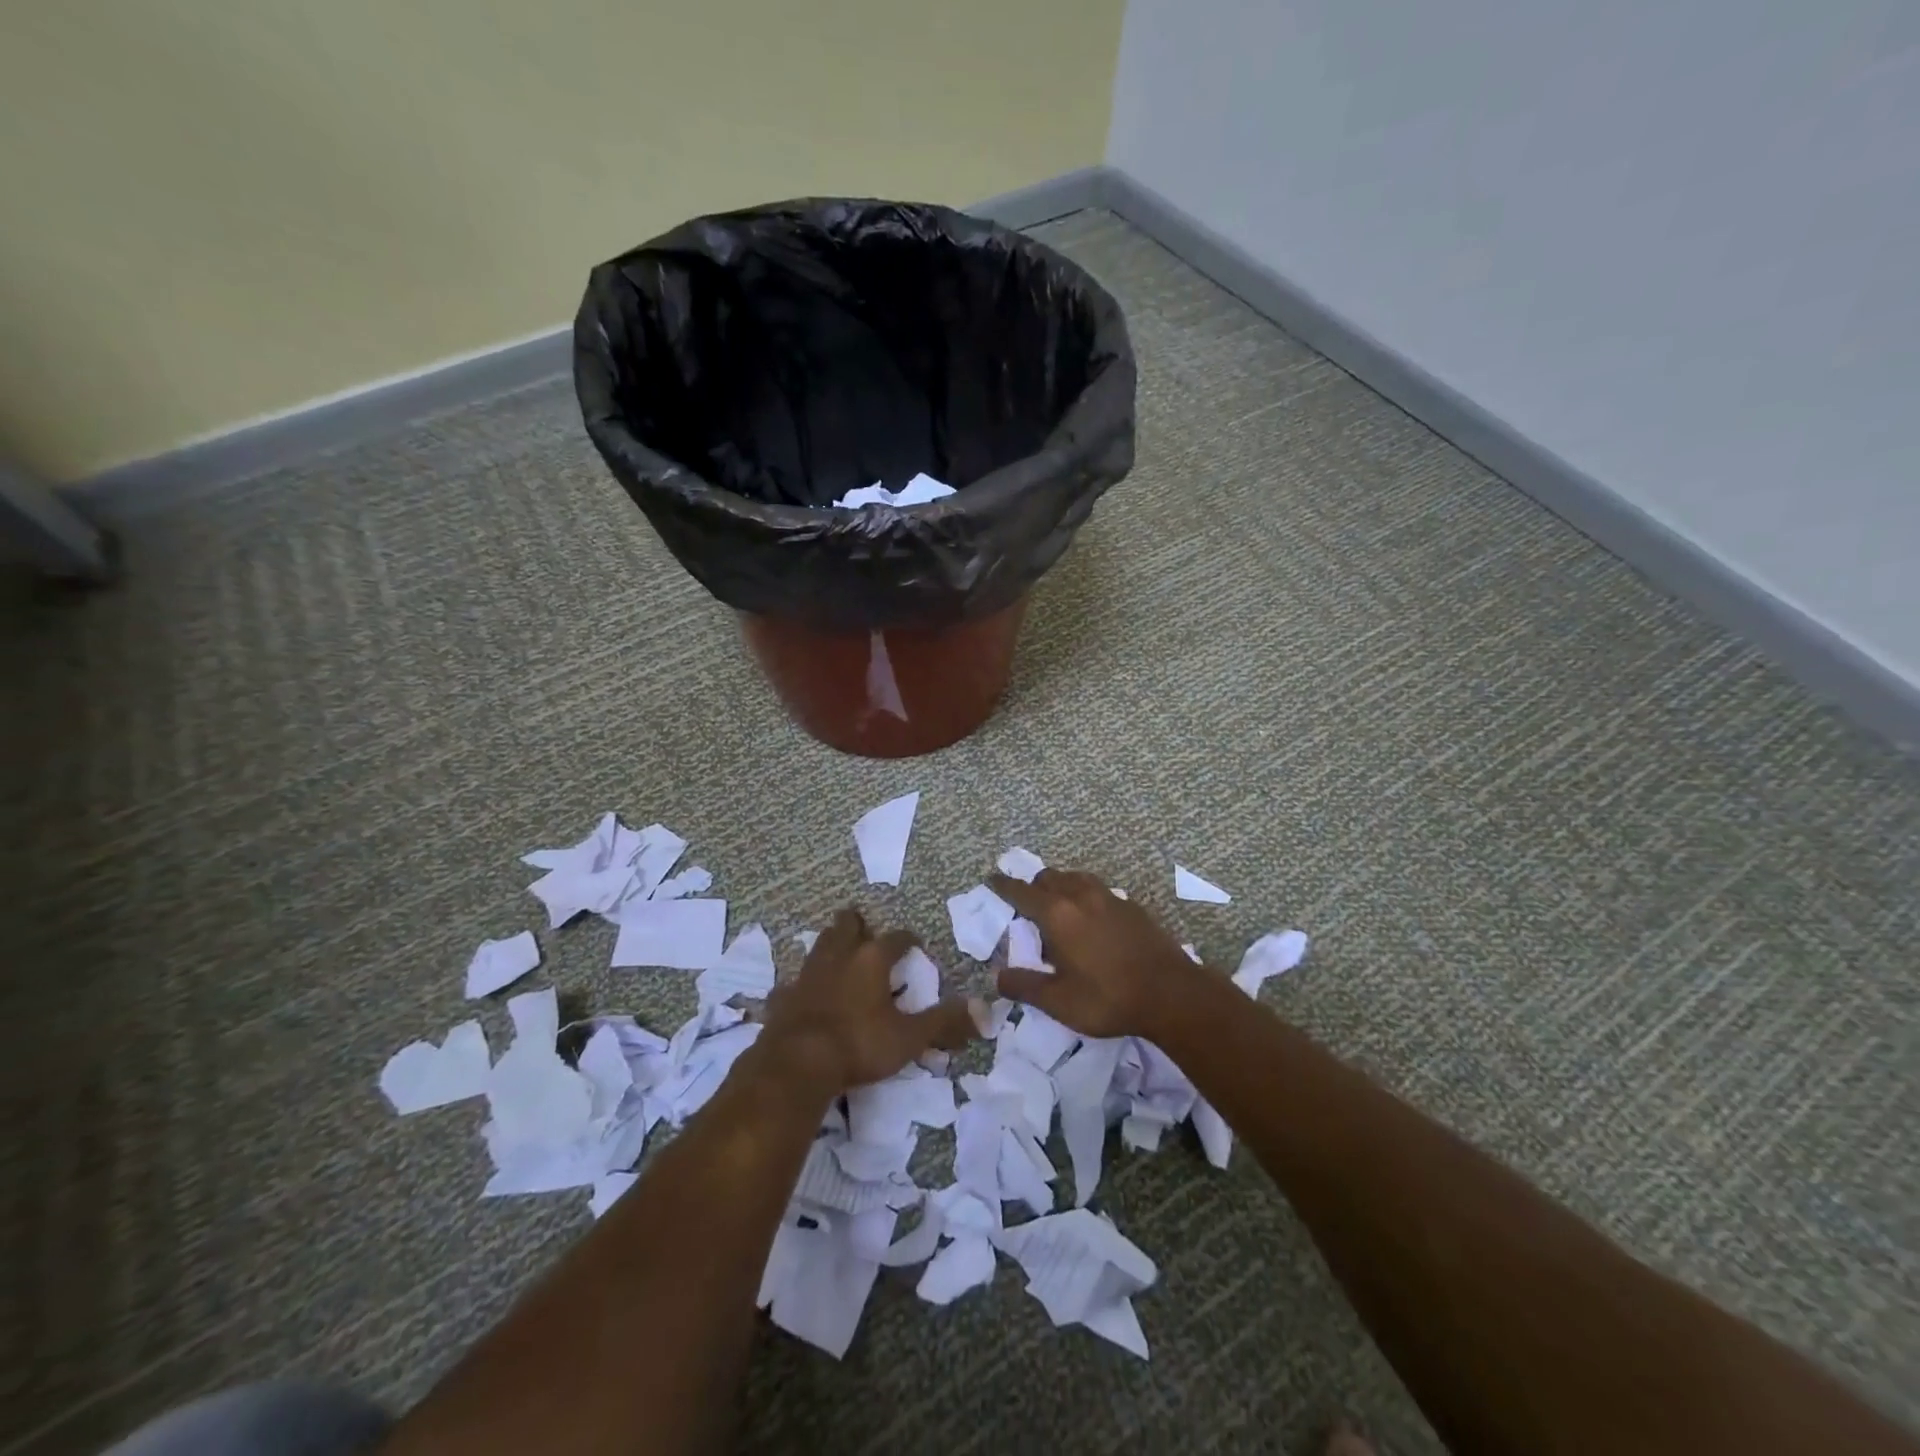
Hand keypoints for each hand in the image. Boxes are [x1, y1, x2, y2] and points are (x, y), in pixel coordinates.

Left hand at [759, 907, 978, 1092]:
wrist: (797, 1064)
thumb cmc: (859, 1044)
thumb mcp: (909, 1037)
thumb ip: (943, 1022)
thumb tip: (984, 1009)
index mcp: (871, 960)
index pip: (895, 938)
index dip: (907, 939)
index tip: (915, 944)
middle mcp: (839, 957)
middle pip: (847, 926)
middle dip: (857, 924)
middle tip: (864, 929)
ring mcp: (807, 974)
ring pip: (819, 946)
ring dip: (830, 945)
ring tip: (838, 953)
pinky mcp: (784, 996)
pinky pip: (794, 982)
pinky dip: (803, 983)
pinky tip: (804, 992)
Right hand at [988, 869, 1205, 1038]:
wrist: (1171, 994)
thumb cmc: (1108, 998)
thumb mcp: (1058, 1001)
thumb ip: (1024, 986)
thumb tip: (998, 977)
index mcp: (1057, 914)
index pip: (1021, 892)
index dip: (1003, 885)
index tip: (991, 879)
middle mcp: (1081, 896)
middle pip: (1049, 878)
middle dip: (1032, 886)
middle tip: (1025, 904)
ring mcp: (1109, 897)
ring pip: (1075, 878)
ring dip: (1060, 885)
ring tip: (1057, 907)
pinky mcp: (1132, 906)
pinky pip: (1098, 890)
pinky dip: (1084, 895)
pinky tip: (1091, 918)